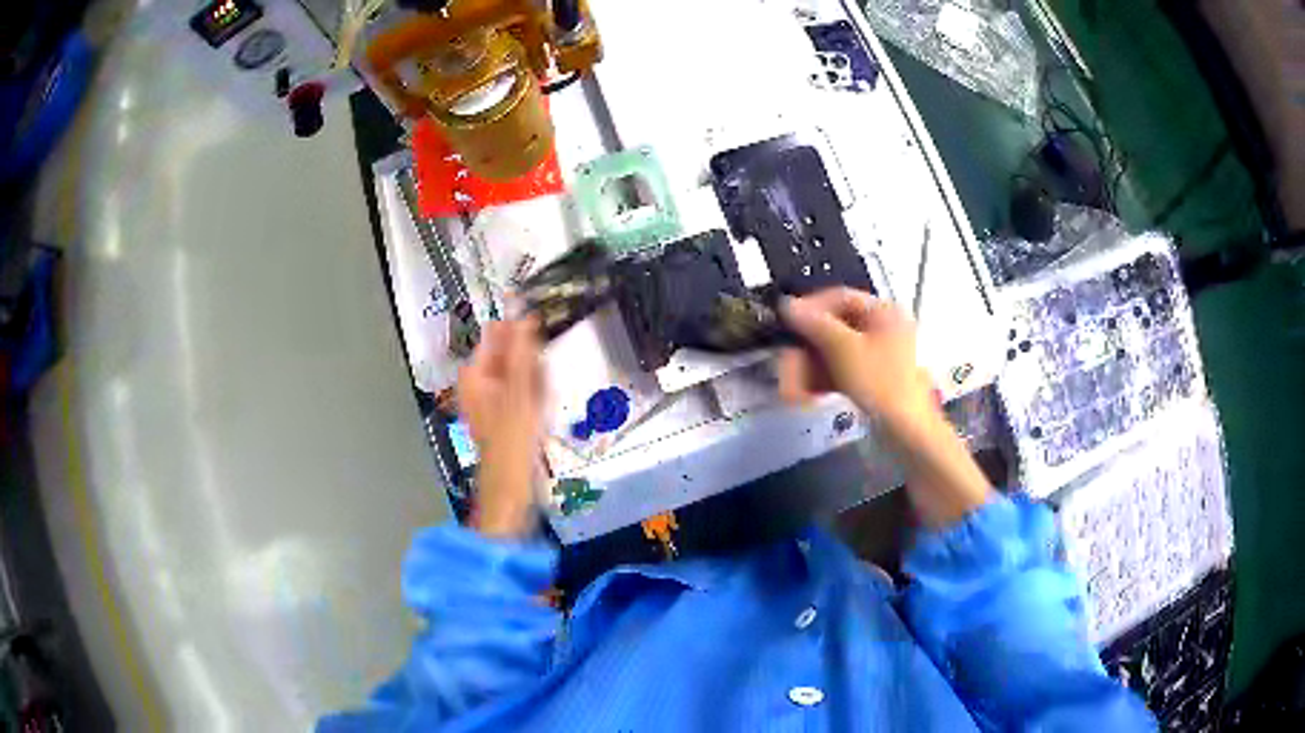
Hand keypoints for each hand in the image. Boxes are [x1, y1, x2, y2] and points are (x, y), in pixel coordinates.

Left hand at [457, 319, 544, 537]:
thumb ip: (522, 352)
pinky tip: (542, 408)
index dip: (521, 328)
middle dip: (531, 359)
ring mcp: (492, 400)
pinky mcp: (505, 415)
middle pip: (510, 353)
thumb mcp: (520, 392)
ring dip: (536, 378)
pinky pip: (524, 392)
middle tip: (542, 379)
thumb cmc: (512, 442)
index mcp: (474, 374)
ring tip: (542, 398)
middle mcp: (479, 383)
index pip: (497, 332)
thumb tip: (523, 315)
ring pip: (521, 373)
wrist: (511, 488)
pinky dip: (536, 394)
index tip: (544, 333)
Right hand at [779, 288, 990, 526]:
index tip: (785, 323)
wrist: (908, 433)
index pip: (840, 298)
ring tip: (791, 390)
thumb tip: (787, 304)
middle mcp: (882, 330)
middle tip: (785, 366)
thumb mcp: (844, 349)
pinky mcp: (873, 382)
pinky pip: (842, 373)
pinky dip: (822, 382)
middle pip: (833, 330)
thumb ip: (814, 324)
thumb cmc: (880, 383)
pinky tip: (804, 396)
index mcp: (883, 313)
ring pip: (834, 355)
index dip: (810, 308)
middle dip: (805, 350)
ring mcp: (878, 358)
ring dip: (809, 370)